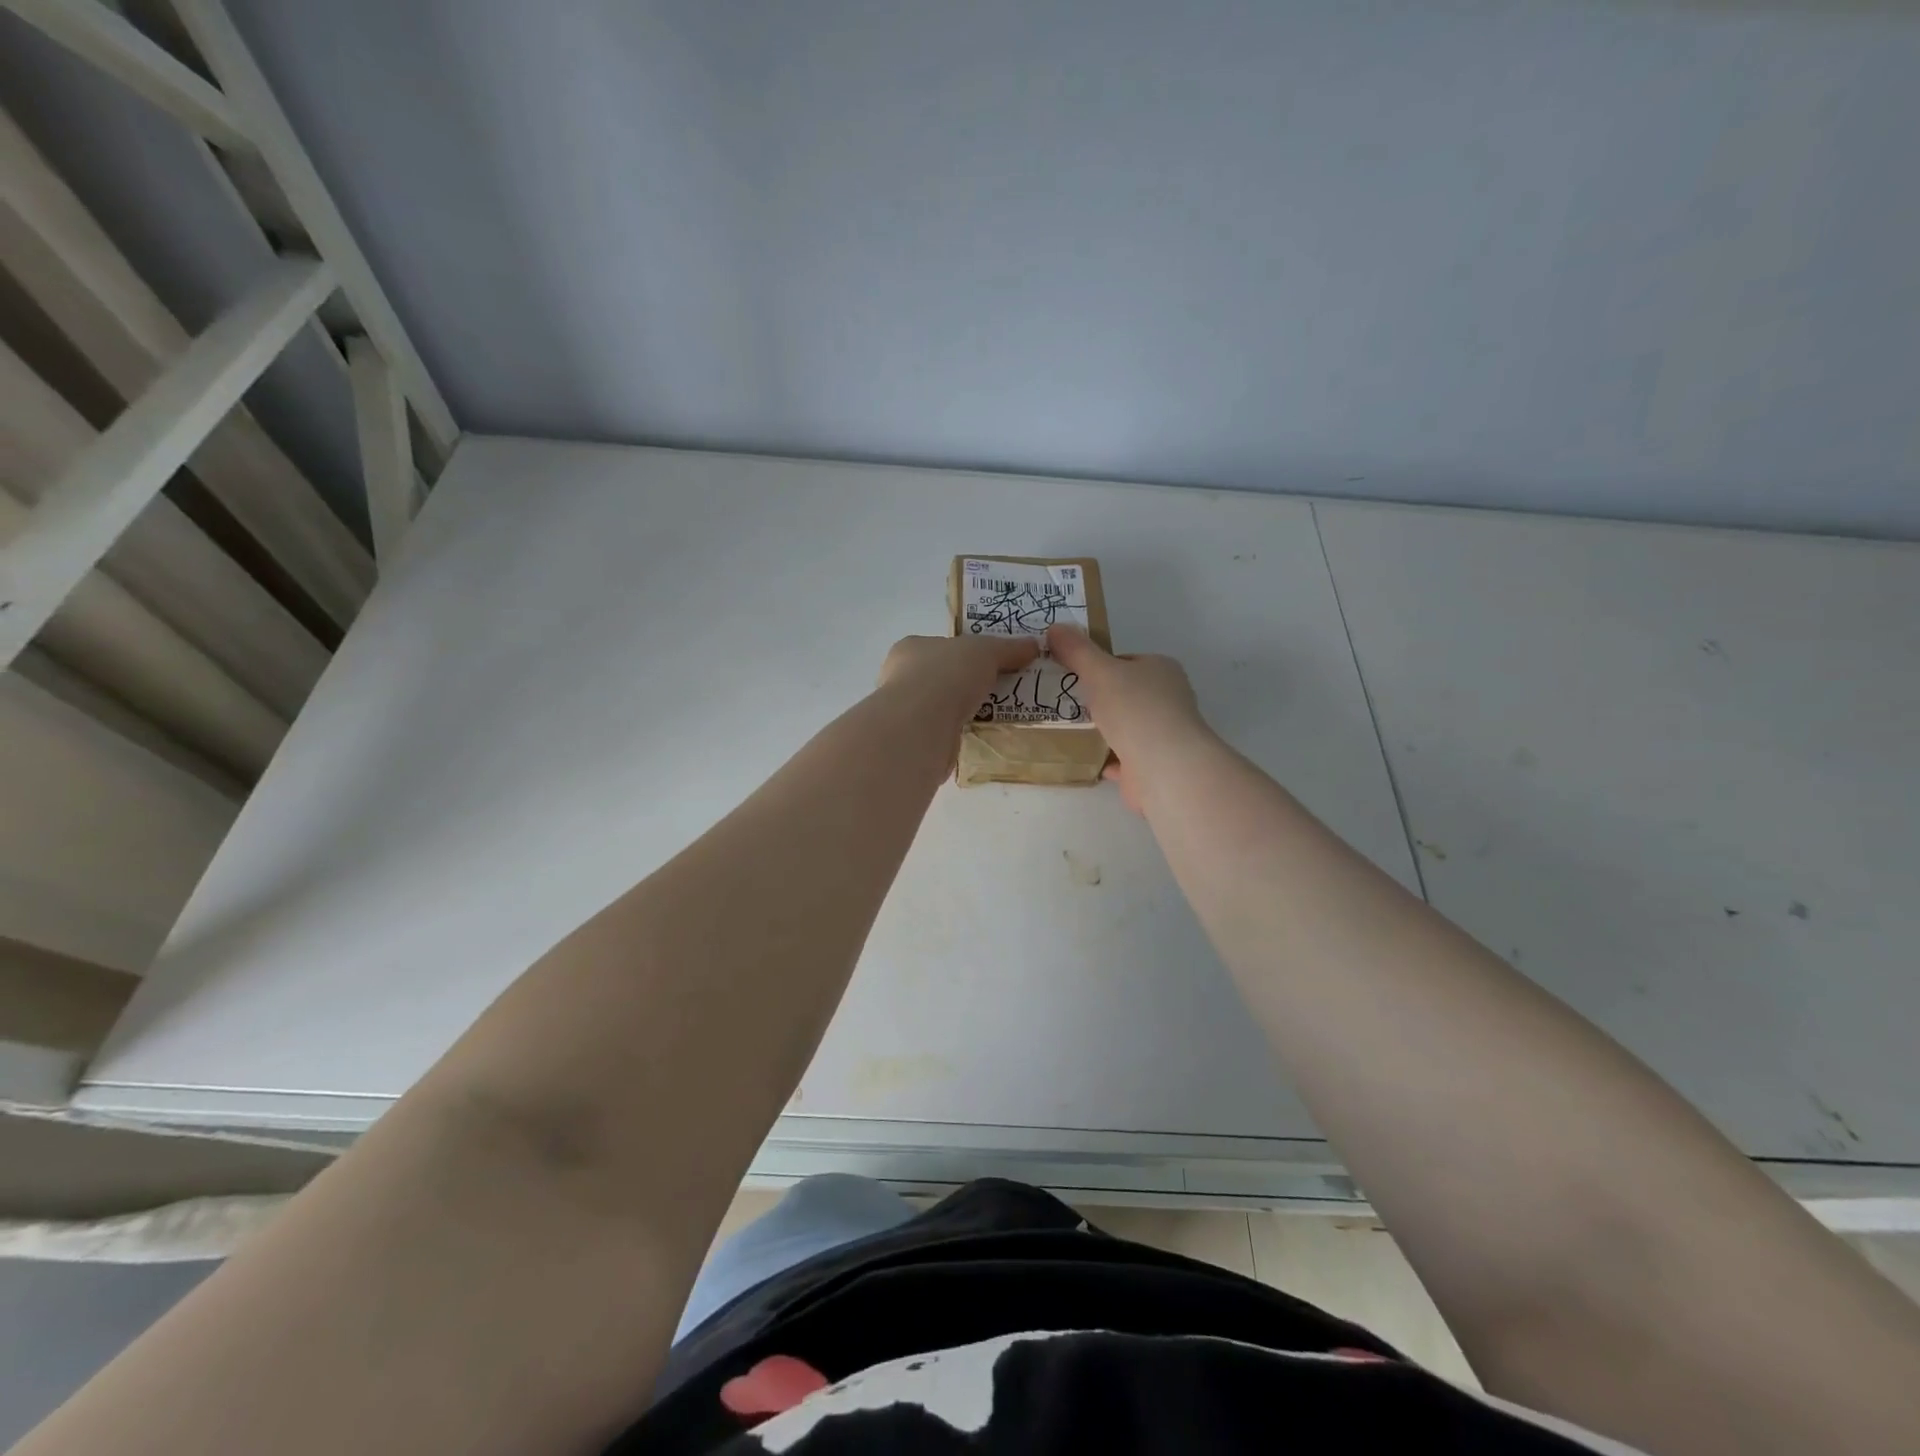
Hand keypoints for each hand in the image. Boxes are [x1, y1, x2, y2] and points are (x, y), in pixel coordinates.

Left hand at [878, 634, 1038, 721]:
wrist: (923, 726)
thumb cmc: (947, 675)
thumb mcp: (986, 651)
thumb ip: (1008, 648)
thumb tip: (1033, 645)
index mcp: (911, 648)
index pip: (941, 646)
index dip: (965, 653)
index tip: (991, 663)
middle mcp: (901, 678)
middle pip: (942, 677)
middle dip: (967, 684)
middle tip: (998, 691)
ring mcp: (905, 712)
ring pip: (942, 708)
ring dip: (964, 711)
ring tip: (996, 715)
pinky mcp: (914, 741)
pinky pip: (944, 733)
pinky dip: (960, 734)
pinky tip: (981, 736)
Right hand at [1046, 625, 1211, 811]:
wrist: (1164, 767)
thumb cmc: (1135, 709)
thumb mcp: (1100, 671)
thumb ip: (1077, 651)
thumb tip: (1055, 627)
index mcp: (1161, 670)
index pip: (1126, 662)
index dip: (1099, 666)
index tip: (1072, 675)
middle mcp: (1168, 700)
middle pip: (1126, 694)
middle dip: (1098, 700)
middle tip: (1064, 702)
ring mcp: (1163, 735)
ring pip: (1125, 727)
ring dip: (1101, 730)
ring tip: (1067, 728)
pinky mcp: (1154, 765)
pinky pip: (1123, 758)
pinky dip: (1106, 758)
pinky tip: (1083, 758)